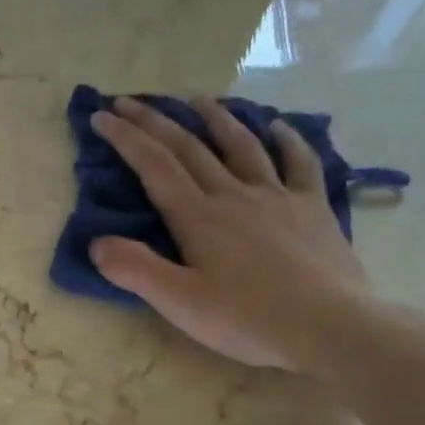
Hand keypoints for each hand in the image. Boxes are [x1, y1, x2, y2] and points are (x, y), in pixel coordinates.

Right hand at [88, 95, 370, 372]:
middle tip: (130, 100)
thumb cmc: (248, 319)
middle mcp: (234, 194)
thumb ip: (136, 270)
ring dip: (215, 118)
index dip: (126, 138)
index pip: (154, 166)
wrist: (328, 326)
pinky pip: (300, 162)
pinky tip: (278, 127)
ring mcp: (277, 196)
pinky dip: (287, 140)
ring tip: (197, 99)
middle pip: (189, 147)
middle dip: (155, 121)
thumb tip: (97, 242)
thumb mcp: (180, 303)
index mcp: (198, 217)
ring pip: (241, 145)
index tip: (101, 114)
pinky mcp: (313, 207)